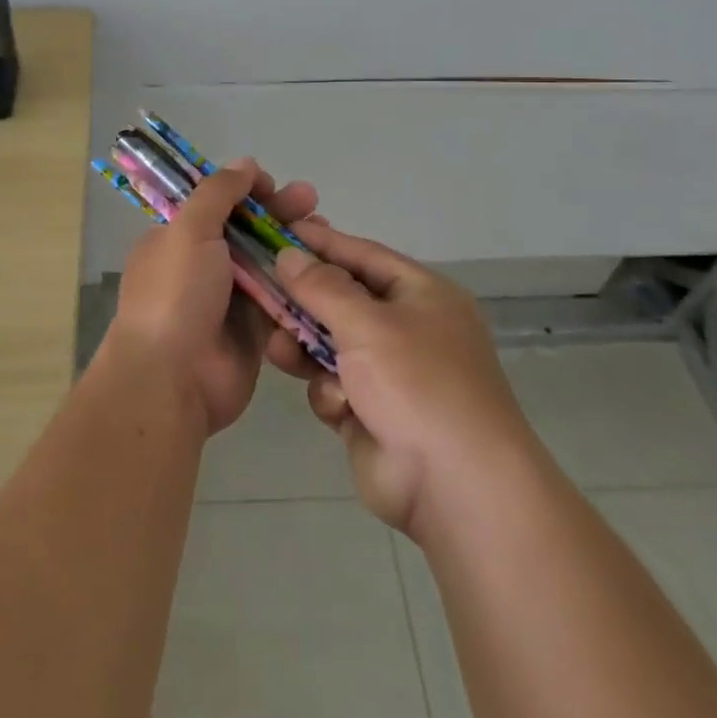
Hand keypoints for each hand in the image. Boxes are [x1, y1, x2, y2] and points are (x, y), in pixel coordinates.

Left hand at [104, 159, 319, 436]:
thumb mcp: (189, 230)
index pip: (214, 203)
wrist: (172, 379)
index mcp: (176, 239)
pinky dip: (300, 284)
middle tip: (310, 200)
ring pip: (267, 263)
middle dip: (277, 212)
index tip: (270, 185)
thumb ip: (218, 193)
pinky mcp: (253, 330)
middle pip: (246, 230)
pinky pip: (280, 300)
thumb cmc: (175, 294)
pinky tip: (326, 268)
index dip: (244, 190)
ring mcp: (228, 299)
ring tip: (325, 230)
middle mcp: (201, 265)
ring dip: (294, 245)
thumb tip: (244, 163)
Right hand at [270, 225, 531, 538]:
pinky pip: (335, 386)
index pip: (363, 255)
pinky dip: (331, 393)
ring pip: (330, 345)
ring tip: (278, 349)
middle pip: (342, 301)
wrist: (456, 486)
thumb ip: (322, 287)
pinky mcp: (372, 413)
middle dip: (304, 302)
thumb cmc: (416, 383)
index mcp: (421, 295)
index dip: (321, 244)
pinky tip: (338, 406)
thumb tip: (289, 254)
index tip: (277, 232)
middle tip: (261, 292)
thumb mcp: (367, 324)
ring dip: (305, 347)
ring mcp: (391, 374)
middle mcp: (408, 328)